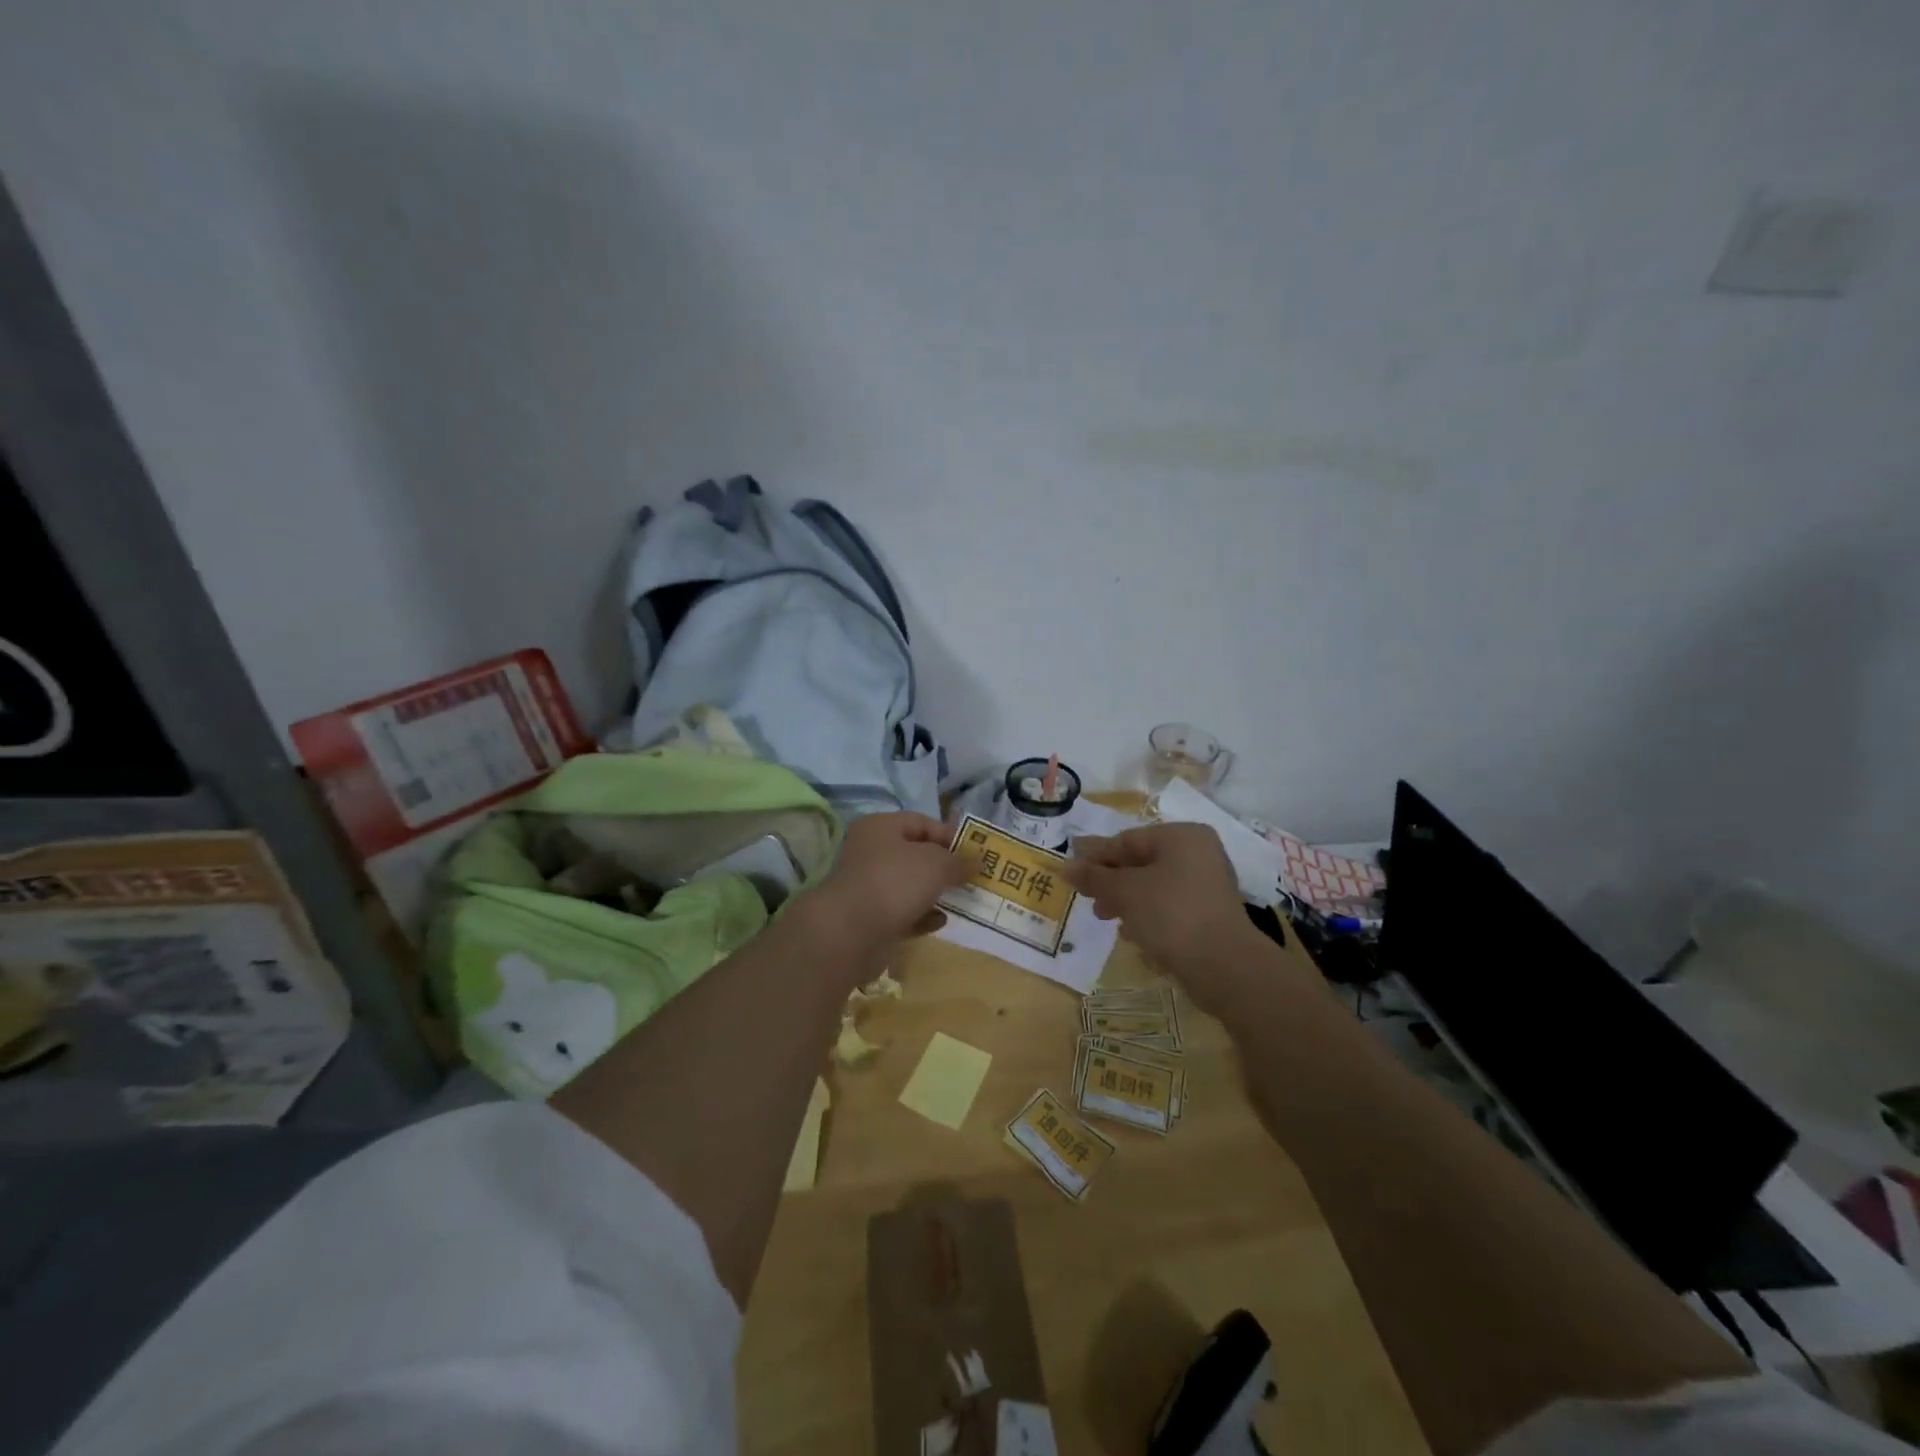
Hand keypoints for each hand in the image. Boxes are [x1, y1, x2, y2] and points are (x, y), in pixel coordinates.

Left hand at [791, 812, 967, 971]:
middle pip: (915, 855)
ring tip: (962, 901)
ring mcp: (869, 887)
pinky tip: (940, 922)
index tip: (973, 853)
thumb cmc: (894, 882)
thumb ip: (958, 861)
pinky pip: (903, 913)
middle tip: (971, 878)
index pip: (921, 822)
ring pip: (910, 886)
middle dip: (944, 867)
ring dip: (935, 893)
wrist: (851, 932)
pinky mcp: (870, 918)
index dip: (949, 835)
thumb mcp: (936, 864)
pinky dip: (922, 916)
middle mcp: (871, 853)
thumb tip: (976, 861)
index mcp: (880, 828)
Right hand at [1065, 823, 1256, 995]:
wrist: (1224, 966)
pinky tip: (1132, 934)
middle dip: (1111, 881)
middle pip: (1141, 862)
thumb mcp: (1124, 892)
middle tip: (1087, 899)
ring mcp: (1207, 885)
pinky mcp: (1210, 915)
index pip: (1127, 840)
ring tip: (1105, 918)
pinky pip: (1170, 907)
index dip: (1095, 856)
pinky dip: (1148, 915)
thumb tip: (1065, 866)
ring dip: (1126, 900)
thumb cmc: (1170, 914)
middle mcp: (1198, 853)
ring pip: (1154, 886)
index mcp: (1181, 836)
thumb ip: (1094, 877)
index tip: (1070, 871)